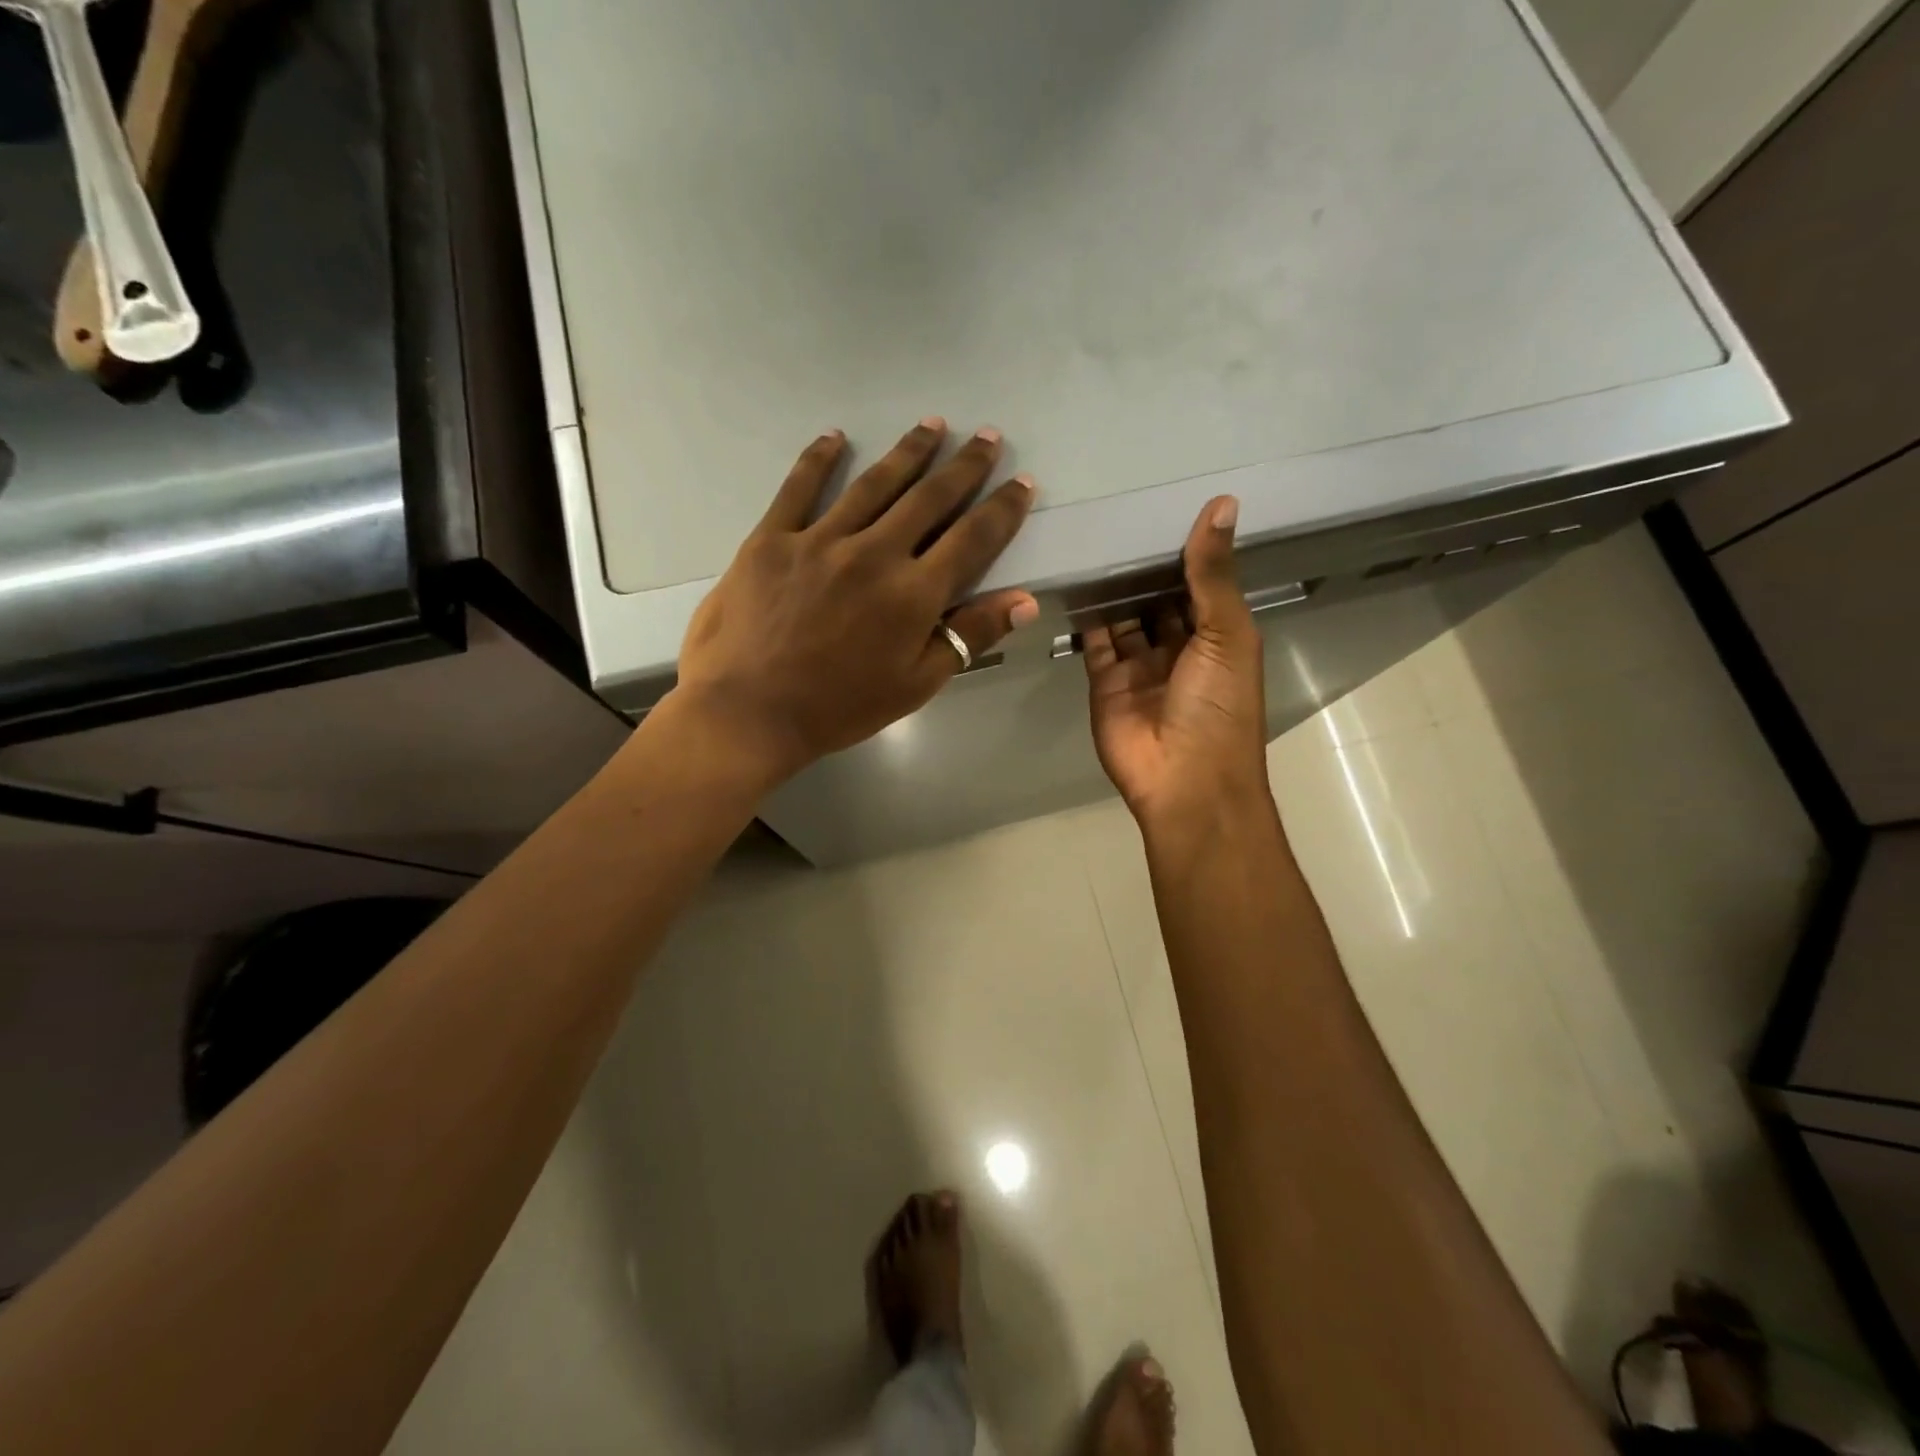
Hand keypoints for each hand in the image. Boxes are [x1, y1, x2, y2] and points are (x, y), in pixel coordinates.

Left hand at [675, 418, 1037, 781]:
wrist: (749, 713)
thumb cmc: (839, 708)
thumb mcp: (916, 684)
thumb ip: (970, 636)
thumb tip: (1025, 600)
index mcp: (913, 594)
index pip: (972, 538)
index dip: (1002, 509)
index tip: (1022, 482)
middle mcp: (874, 553)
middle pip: (928, 498)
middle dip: (963, 466)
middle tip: (986, 436)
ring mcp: (820, 540)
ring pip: (874, 484)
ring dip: (908, 452)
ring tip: (932, 425)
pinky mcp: (772, 539)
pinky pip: (799, 488)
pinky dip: (818, 459)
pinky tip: (835, 437)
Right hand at [1085, 497, 1270, 830]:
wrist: (1183, 781)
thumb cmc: (1218, 706)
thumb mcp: (1228, 634)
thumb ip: (1214, 574)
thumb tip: (1223, 504)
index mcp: (1220, 637)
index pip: (1201, 584)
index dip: (1187, 550)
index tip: (1165, 503)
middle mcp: (1181, 648)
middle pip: (1160, 599)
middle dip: (1145, 567)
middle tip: (1118, 513)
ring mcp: (1140, 667)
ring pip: (1126, 618)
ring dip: (1114, 588)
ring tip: (1092, 538)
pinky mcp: (1105, 682)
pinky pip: (1095, 642)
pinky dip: (1087, 616)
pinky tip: (1075, 580)